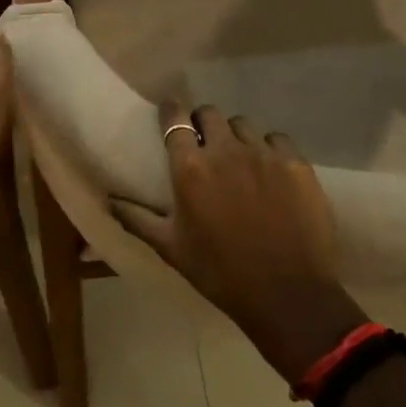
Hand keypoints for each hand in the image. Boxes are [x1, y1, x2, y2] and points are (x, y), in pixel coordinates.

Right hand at [112, 102, 365, 380]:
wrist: (286, 295)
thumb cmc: (220, 272)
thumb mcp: (171, 248)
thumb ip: (137, 219)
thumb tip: (109, 200)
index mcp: (191, 168)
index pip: (175, 120)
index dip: (171, 111)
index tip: (169, 112)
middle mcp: (226, 150)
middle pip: (210, 114)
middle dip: (203, 122)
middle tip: (204, 141)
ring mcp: (264, 154)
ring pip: (244, 125)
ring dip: (235, 136)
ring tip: (238, 158)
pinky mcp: (296, 163)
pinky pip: (277, 140)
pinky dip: (269, 149)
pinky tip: (270, 170)